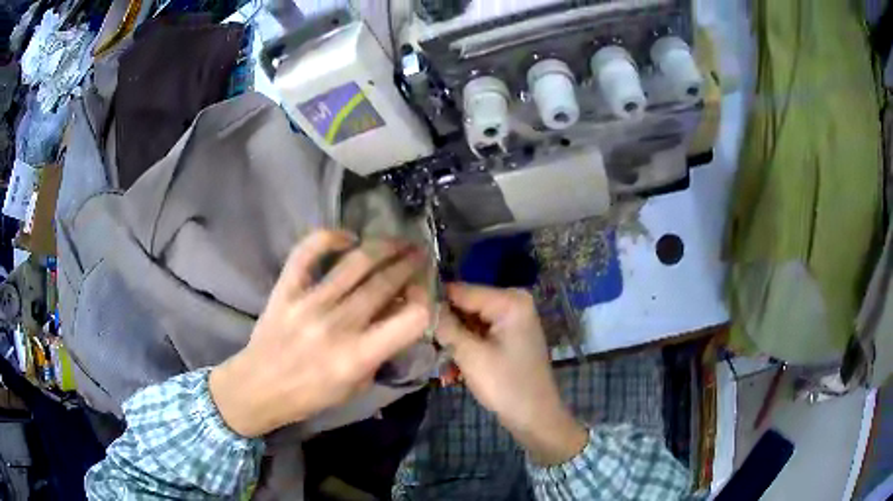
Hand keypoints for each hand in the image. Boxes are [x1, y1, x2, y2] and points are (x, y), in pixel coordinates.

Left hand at [209, 230, 430, 437]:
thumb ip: (381, 352)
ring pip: (356, 262)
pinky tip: (348, 238)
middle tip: (419, 255)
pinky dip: (330, 237)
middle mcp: (338, 325)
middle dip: (410, 264)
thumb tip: (396, 314)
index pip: (411, 319)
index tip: (422, 292)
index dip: (424, 300)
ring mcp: (309, 303)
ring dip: (384, 246)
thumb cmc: (311, 395)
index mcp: (359, 356)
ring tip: (397, 242)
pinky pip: (307, 251)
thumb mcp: (356, 386)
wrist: (259, 387)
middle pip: (386, 282)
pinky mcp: (286, 289)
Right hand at [437, 284, 587, 464]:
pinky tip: (454, 370)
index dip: (434, 301)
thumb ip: (445, 326)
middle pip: (465, 305)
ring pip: (469, 321)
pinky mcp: (509, 335)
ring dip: (453, 341)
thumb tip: (423, 304)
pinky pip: (480, 333)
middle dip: (445, 326)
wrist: (535, 416)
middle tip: (424, 345)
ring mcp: (512, 319)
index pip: (460, 290)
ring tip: (441, 364)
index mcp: (509, 301)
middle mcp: (513, 302)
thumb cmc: (505, 385)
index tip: (409, 315)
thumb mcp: (470, 355)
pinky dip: (466, 347)